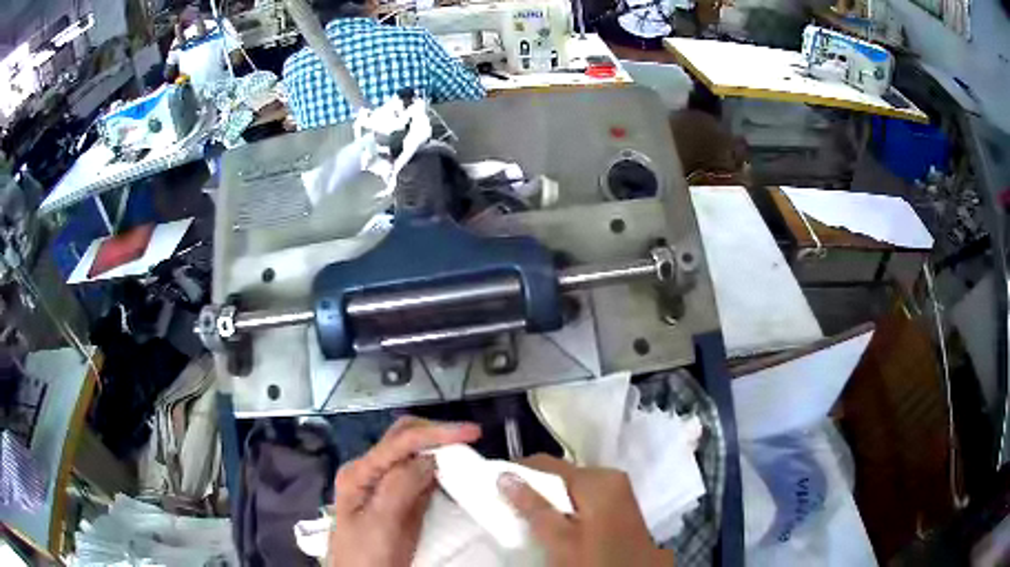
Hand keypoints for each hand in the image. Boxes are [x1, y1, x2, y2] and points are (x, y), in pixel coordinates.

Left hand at [328, 417, 481, 566]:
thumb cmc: (366, 555)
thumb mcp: (381, 524)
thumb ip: (400, 487)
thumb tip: (430, 457)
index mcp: (360, 473)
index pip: (399, 442)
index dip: (436, 433)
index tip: (472, 433)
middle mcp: (371, 472)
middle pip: (403, 439)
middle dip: (437, 434)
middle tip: (471, 439)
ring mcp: (384, 487)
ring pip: (413, 456)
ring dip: (439, 450)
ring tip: (468, 453)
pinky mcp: (398, 502)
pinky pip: (420, 478)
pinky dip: (439, 471)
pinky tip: (454, 475)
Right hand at [499, 454, 672, 566]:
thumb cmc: (596, 559)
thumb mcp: (561, 539)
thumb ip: (533, 507)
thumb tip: (504, 475)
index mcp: (598, 479)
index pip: (547, 463)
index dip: (516, 472)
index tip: (491, 485)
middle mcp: (610, 477)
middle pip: (559, 475)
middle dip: (532, 489)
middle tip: (506, 506)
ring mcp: (616, 491)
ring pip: (570, 488)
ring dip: (547, 500)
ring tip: (523, 517)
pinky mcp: (617, 506)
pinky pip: (583, 499)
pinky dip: (564, 508)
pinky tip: (551, 525)